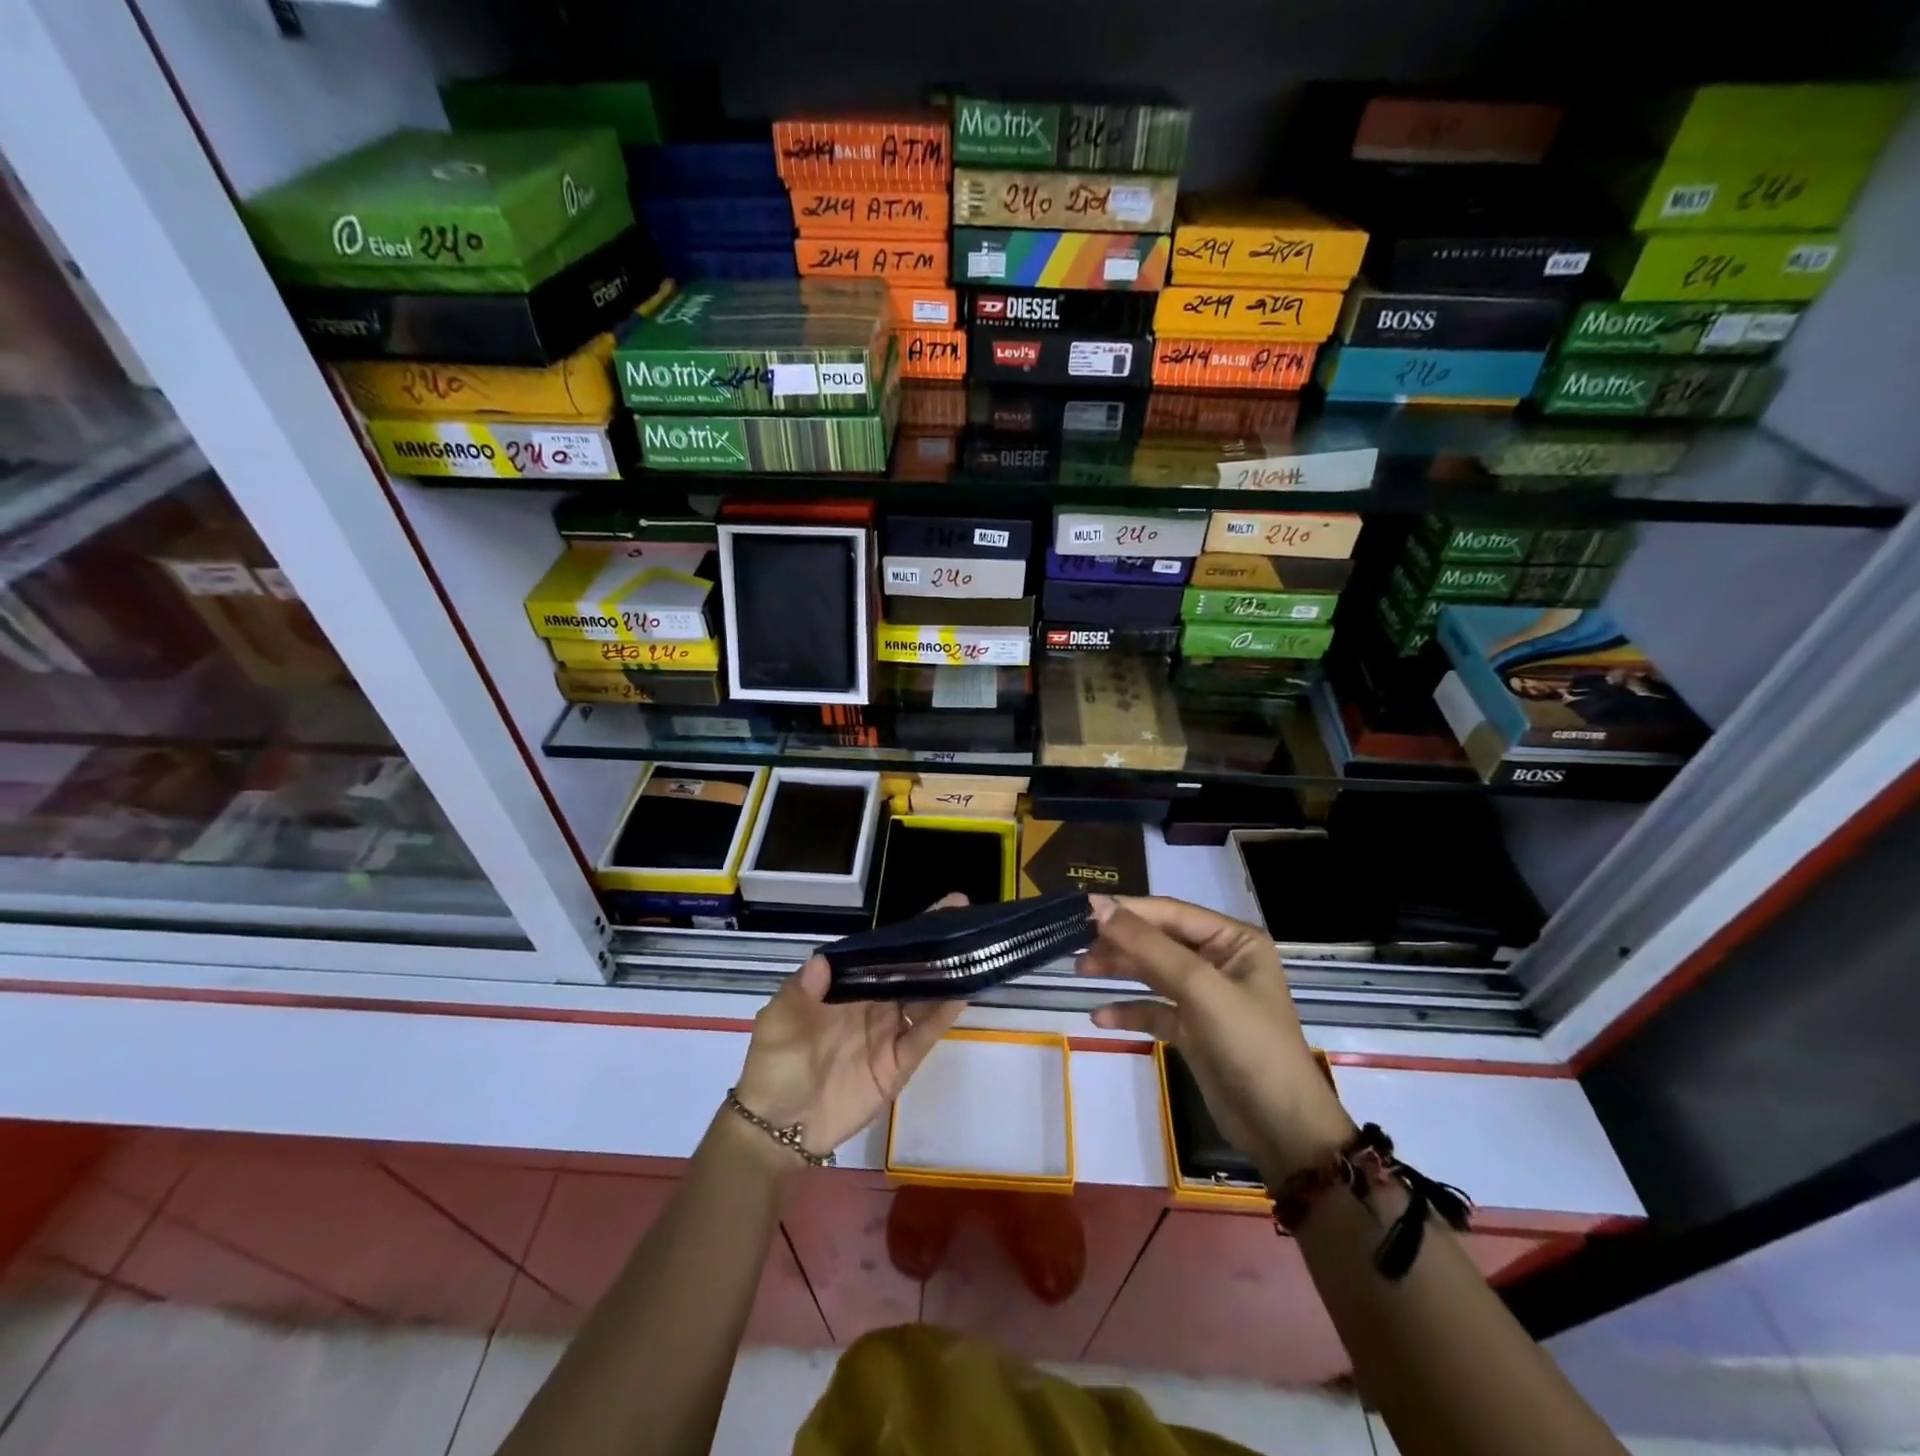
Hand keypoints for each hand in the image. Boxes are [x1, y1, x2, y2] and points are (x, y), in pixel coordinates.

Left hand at [734, 896, 968, 1162]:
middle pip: (910, 970)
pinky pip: (924, 1035)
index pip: (883, 952)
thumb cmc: (774, 1065)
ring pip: (924, 998)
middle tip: (965, 919)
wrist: (778, 1127)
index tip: (939, 908)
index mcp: (847, 987)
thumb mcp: (778, 1021)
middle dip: (936, 946)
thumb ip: (801, 990)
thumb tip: (823, 958)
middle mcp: (873, 1004)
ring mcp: (889, 1033)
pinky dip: (943, 1016)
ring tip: (972, 952)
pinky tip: (962, 994)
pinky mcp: (899, 1064)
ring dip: (946, 977)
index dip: (908, 932)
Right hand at [1079, 895, 1354, 1179]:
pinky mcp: (1193, 1030)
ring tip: (1081, 971)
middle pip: (1158, 940)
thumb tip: (1100, 907)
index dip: (1126, 910)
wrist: (1282, 1130)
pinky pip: (1154, 1009)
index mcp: (1233, 940)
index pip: (1170, 913)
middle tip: (1077, 947)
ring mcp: (1206, 997)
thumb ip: (1148, 946)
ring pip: (1152, 972)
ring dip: (1119, 970)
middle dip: (1119, 942)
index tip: (1082, 909)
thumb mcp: (1199, 987)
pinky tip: (1101, 1018)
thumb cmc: (1249, 1045)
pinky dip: (1129, 1010)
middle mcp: (1220, 961)